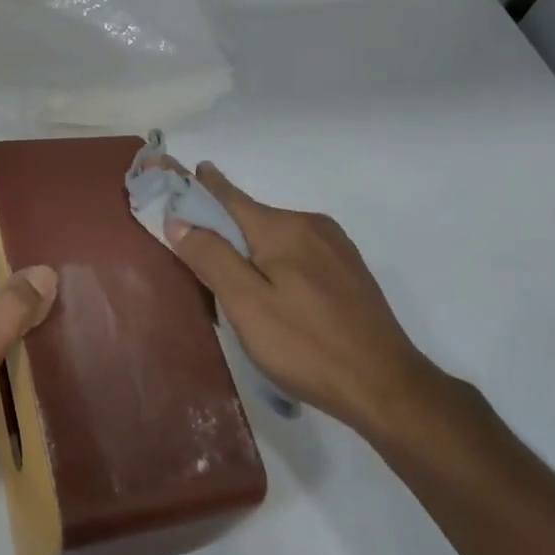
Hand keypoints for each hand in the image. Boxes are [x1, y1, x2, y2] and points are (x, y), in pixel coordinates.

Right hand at [164, 164, 450, 445]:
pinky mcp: (348, 272)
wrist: (386, 386)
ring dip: (248, 248)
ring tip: (226, 277)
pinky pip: (297, 253)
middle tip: (189, 247)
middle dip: (220, 225)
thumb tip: (178, 219)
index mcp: (283, 228)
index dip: (196, 184)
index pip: (228, 195)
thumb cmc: (306, 346)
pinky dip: (273, 261)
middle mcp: (311, 225)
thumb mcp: (246, 304)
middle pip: (251, 217)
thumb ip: (211, 257)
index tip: (168, 167)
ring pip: (276, 237)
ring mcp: (335, 247)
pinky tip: (269, 290)